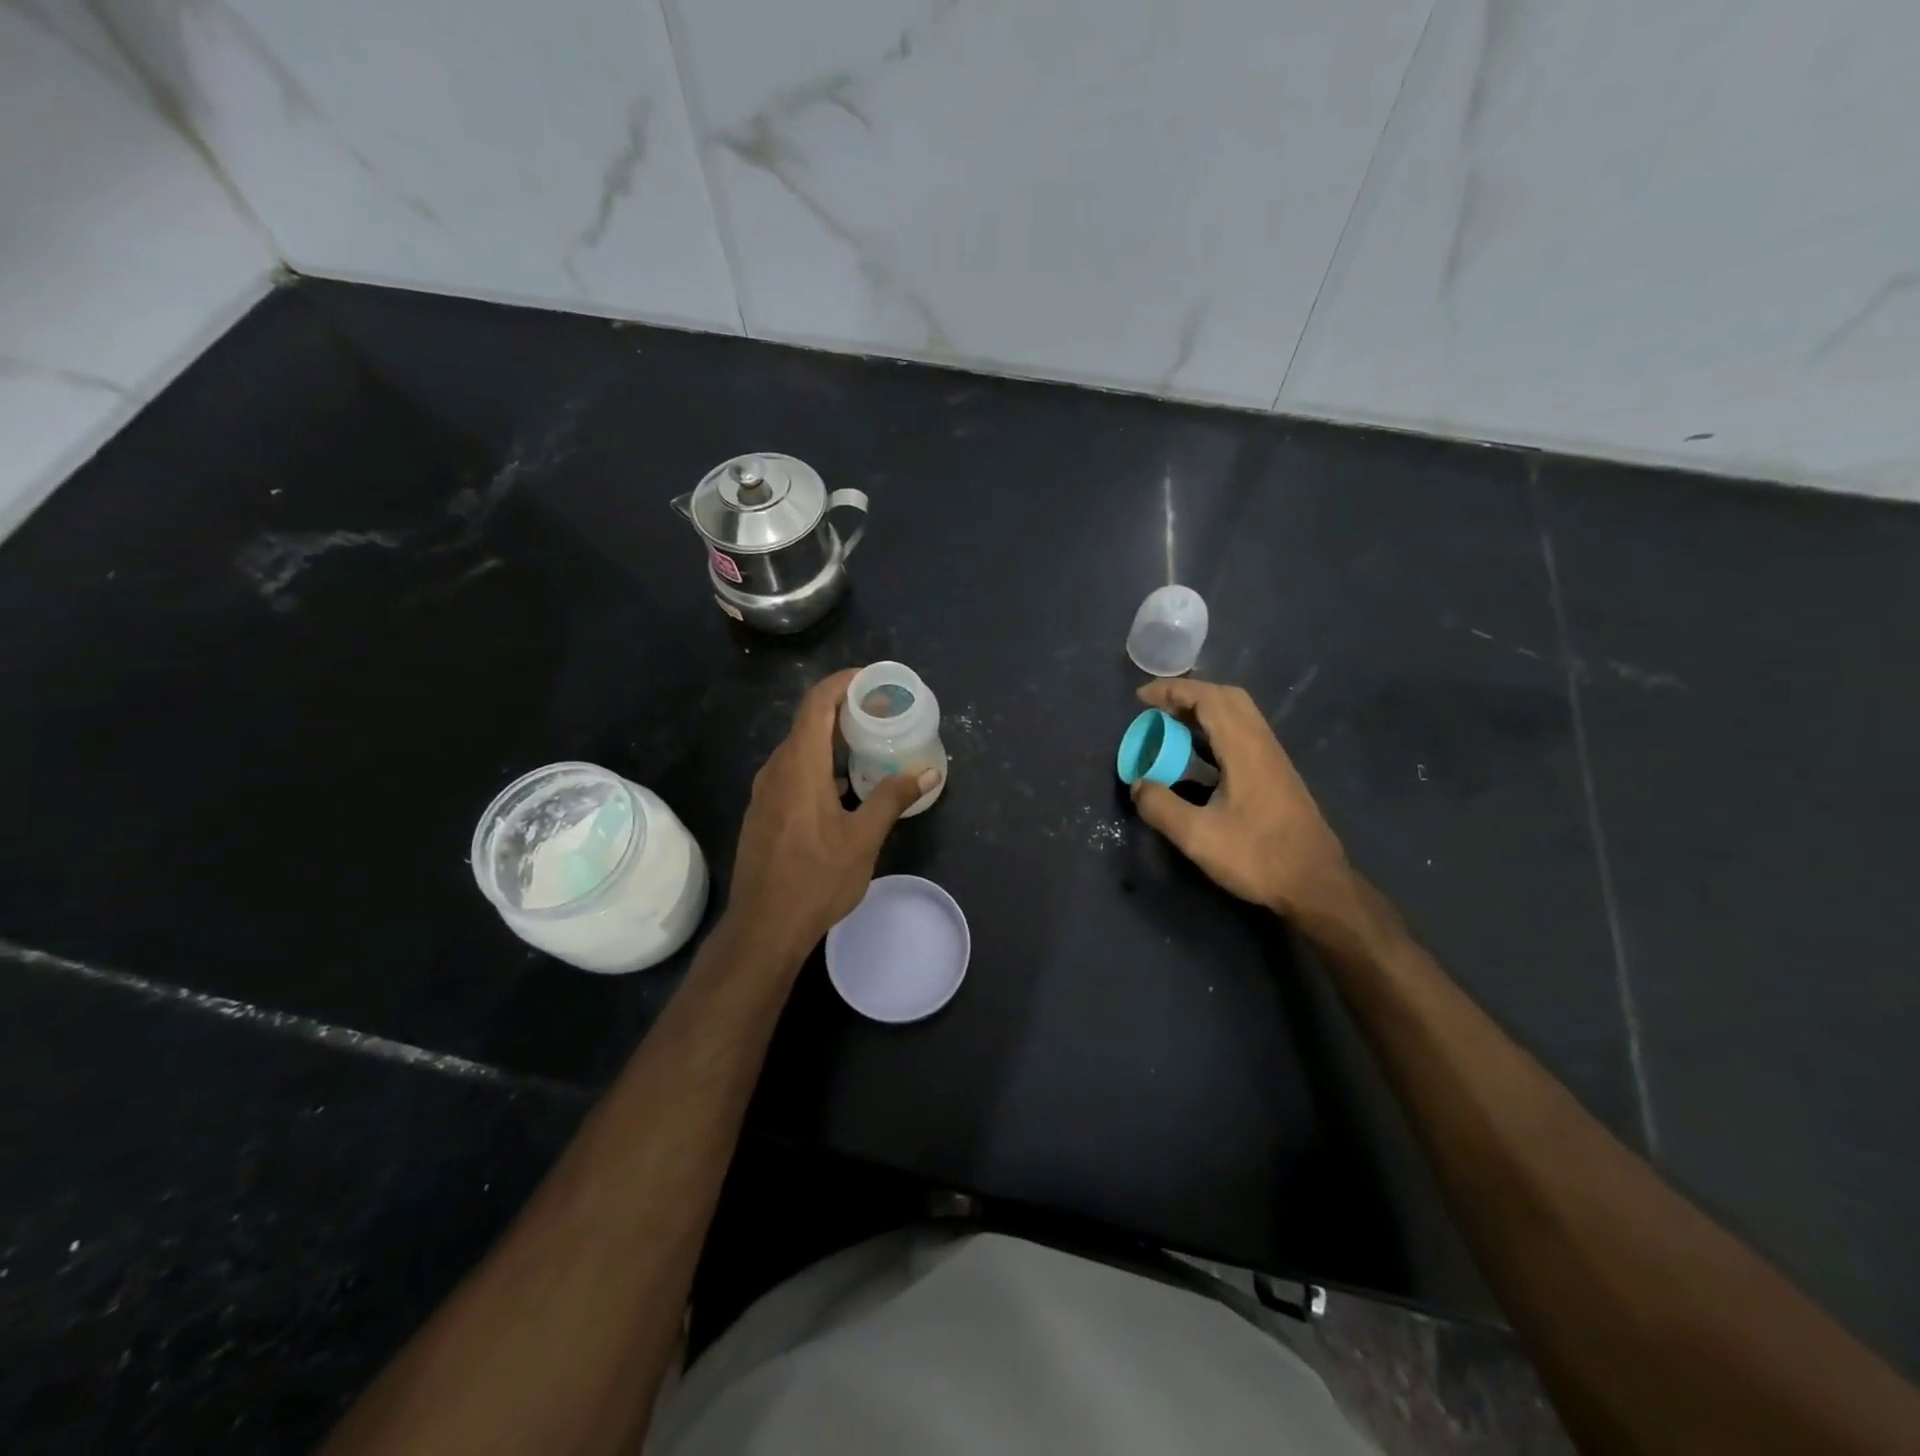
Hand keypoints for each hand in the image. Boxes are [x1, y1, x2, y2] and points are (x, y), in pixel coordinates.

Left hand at [726, 668, 934, 961]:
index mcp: (799, 766)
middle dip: (844, 710)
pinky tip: (844, 786)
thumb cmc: (816, 879)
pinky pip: (792, 772)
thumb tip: (927, 772)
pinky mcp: (764, 812)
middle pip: (807, 723)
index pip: (817, 704)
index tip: (872, 679)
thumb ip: (892, 799)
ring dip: (832, 740)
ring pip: (799, 749)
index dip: (842, 683)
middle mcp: (776, 770)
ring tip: (869, 745)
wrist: (763, 927)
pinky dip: (819, 765)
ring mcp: (765, 792)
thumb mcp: (863, 839)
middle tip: (882, 712)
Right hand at [1130, 678, 1352, 922]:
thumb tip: (1138, 784)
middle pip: (1228, 697)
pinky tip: (1199, 756)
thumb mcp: (1198, 837)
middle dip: (1189, 694)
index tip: (1141, 697)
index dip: (1172, 690)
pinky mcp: (1276, 775)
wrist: (1316, 884)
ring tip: (1172, 726)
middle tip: (1157, 708)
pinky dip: (1216, 729)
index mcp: (1245, 749)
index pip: (1209, 699)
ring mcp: (1273, 758)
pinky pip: (1244, 733)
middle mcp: (1262, 744)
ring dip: (1204, 711)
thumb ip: (1161, 807)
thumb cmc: (1258, 857)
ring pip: (1239, 714)